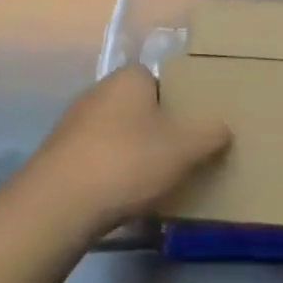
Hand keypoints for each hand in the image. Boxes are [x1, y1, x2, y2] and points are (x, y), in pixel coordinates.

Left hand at [25, 66, 230, 236]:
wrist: (58, 205)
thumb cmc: (128, 161)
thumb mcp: (184, 149)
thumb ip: (210, 135)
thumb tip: (224, 128)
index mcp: (131, 77)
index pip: (164, 81)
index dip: (182, 104)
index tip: (194, 131)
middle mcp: (100, 90)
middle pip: (141, 107)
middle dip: (158, 130)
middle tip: (181, 157)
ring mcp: (75, 123)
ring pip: (118, 134)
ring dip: (134, 154)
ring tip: (155, 183)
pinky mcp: (59, 156)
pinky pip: (98, 158)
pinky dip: (112, 173)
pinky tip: (123, 199)